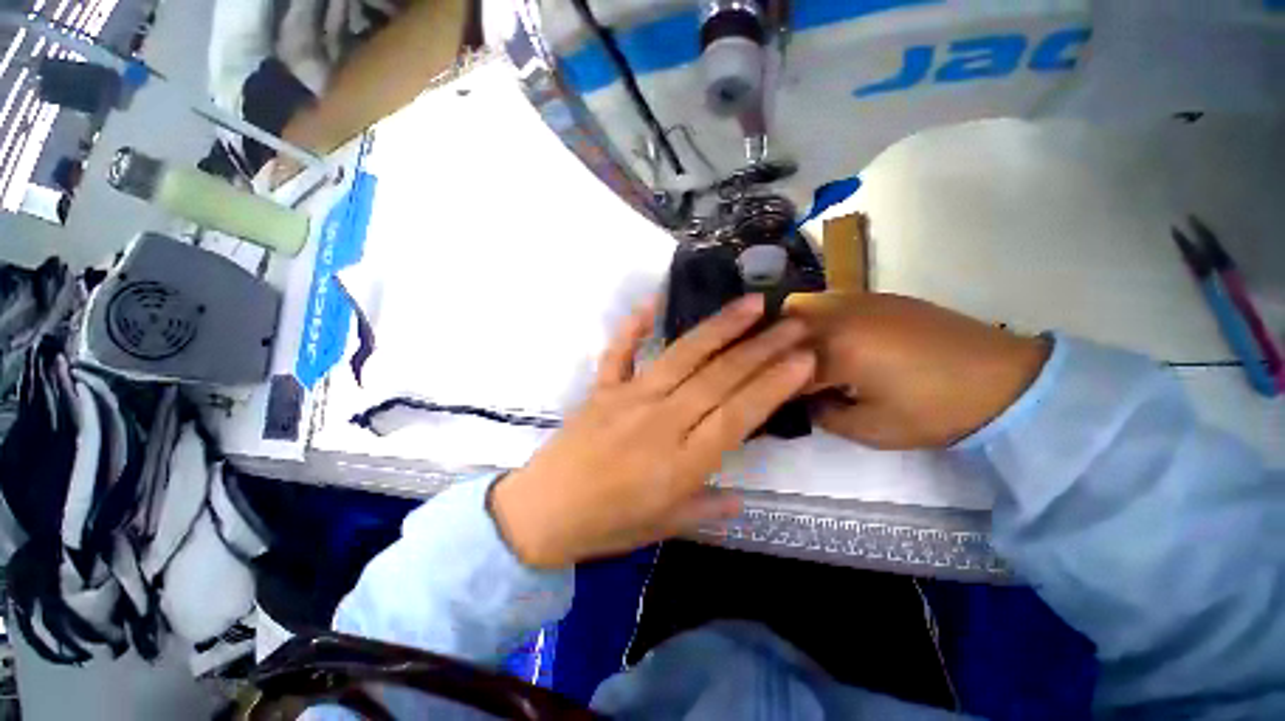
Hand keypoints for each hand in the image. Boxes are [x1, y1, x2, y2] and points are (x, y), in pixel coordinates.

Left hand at [490, 295, 814, 568]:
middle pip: (718, 378)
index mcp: (681, 463)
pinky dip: (634, 326)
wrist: (541, 513)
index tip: (803, 358)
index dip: (773, 384)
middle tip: (794, 322)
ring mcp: (629, 398)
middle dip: (761, 348)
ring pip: (682, 357)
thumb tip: (740, 498)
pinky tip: (653, 301)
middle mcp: (661, 421)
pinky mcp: (602, 389)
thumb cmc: (606, 525)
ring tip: (751, 304)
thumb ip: (706, 508)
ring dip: (719, 329)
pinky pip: (620, 352)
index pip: (738, 415)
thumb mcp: (665, 526)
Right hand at [787, 293, 1049, 449]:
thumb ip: (824, 416)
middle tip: (777, 376)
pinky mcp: (877, 298)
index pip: (781, 365)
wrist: (1005, 380)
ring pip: (800, 308)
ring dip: (791, 333)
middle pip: (781, 326)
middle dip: (771, 352)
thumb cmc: (934, 410)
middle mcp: (839, 316)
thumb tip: (806, 402)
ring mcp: (858, 301)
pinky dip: (815, 322)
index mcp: (836, 349)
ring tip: (799, 359)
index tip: (769, 398)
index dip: (771, 384)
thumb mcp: (871, 430)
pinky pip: (827, 303)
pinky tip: (832, 344)